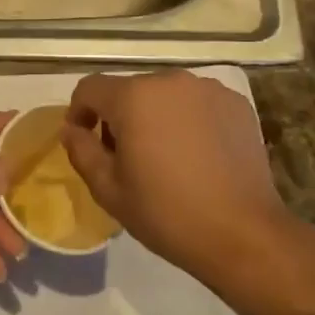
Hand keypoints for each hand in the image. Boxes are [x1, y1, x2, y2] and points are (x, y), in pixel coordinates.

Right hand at [61, 71, 288, 280]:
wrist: (243, 234)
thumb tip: (71, 129)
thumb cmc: (167, 213)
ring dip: (154, 116)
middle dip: (119, 117)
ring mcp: (207, 89)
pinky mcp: (236, 103)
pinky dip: (188, 120)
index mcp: (133, 97)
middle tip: (124, 157)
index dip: (78, 111)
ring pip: (165, 95)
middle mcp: (170, 81)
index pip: (90, 88)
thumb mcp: (109, 190)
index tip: (83, 139)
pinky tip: (197, 155)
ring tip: (164, 156)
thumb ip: (81, 151)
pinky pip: (197, 103)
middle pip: (130, 90)